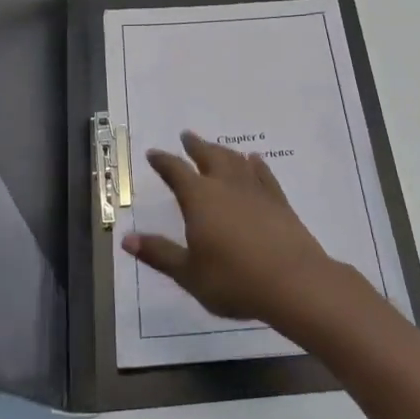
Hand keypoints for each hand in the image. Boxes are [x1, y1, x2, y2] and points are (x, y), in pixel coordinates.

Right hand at [124, 131, 370, 333]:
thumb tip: (126, 239)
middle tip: (186, 135)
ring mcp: (255, 191)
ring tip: (216, 147)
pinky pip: (263, 174)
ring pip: (235, 161)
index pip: (176, 172)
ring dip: (222, 150)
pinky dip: (255, 164)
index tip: (154, 154)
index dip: (163, 161)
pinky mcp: (279, 201)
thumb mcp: (188, 273)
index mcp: (199, 198)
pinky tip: (254, 160)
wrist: (293, 282)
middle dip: (195, 146)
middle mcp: (226, 186)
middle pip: (208, 156)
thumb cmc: (233, 280)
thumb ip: (159, 253)